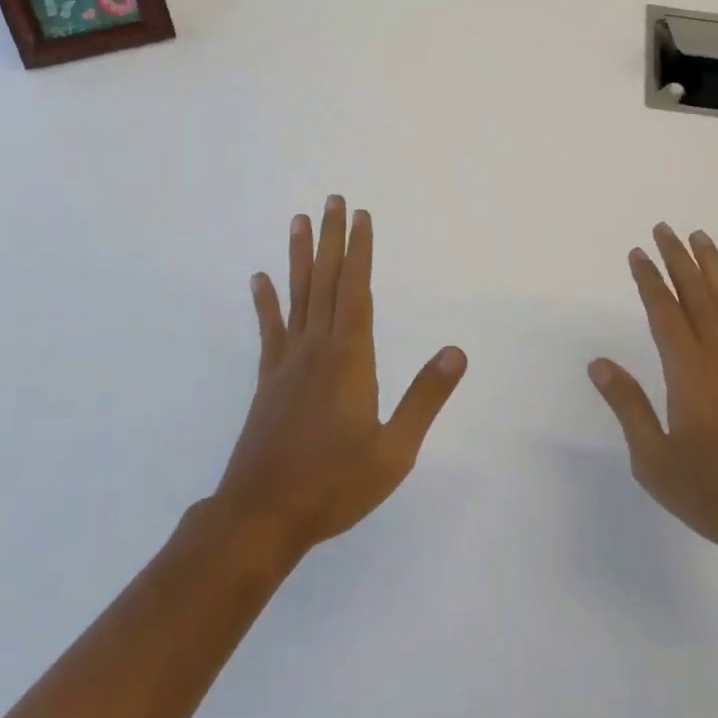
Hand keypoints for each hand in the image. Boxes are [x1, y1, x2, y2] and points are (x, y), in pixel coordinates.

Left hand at [214, 196, 466, 559]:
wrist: (261, 517)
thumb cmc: (334, 484)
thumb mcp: (394, 451)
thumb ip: (425, 398)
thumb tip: (458, 352)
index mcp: (350, 357)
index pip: (357, 290)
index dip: (361, 251)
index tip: (361, 215)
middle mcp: (318, 347)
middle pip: (326, 281)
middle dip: (331, 238)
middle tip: (332, 199)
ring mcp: (289, 361)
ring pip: (297, 295)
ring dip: (299, 256)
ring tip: (298, 220)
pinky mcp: (269, 379)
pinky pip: (270, 329)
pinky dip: (265, 302)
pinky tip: (259, 278)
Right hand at [589, 224, 717, 569]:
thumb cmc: (713, 492)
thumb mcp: (655, 459)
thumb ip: (628, 405)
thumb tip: (598, 363)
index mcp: (688, 370)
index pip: (664, 310)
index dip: (649, 279)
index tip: (638, 253)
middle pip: (696, 293)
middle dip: (677, 258)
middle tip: (664, 228)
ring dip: (714, 266)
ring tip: (700, 237)